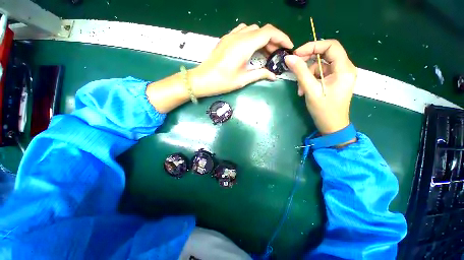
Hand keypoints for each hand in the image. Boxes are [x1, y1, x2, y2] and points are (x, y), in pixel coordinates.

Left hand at [190, 24, 293, 96]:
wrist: (203, 80)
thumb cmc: (222, 81)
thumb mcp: (243, 79)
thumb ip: (260, 74)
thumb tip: (274, 76)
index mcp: (245, 45)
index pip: (269, 33)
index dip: (282, 38)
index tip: (288, 47)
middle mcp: (239, 36)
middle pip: (262, 30)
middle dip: (273, 40)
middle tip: (277, 54)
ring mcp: (231, 36)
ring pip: (253, 30)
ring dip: (262, 38)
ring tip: (266, 52)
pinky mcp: (226, 39)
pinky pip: (243, 32)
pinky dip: (252, 37)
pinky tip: (252, 49)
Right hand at [284, 40, 356, 134]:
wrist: (331, 125)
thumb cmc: (323, 110)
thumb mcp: (310, 90)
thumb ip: (300, 72)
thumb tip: (289, 58)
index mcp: (344, 69)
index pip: (331, 46)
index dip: (313, 46)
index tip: (297, 54)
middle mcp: (345, 68)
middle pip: (325, 54)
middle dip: (308, 61)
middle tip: (294, 67)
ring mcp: (340, 75)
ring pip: (321, 65)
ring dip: (307, 74)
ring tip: (300, 89)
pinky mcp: (334, 81)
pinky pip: (321, 74)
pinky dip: (310, 80)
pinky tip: (304, 90)